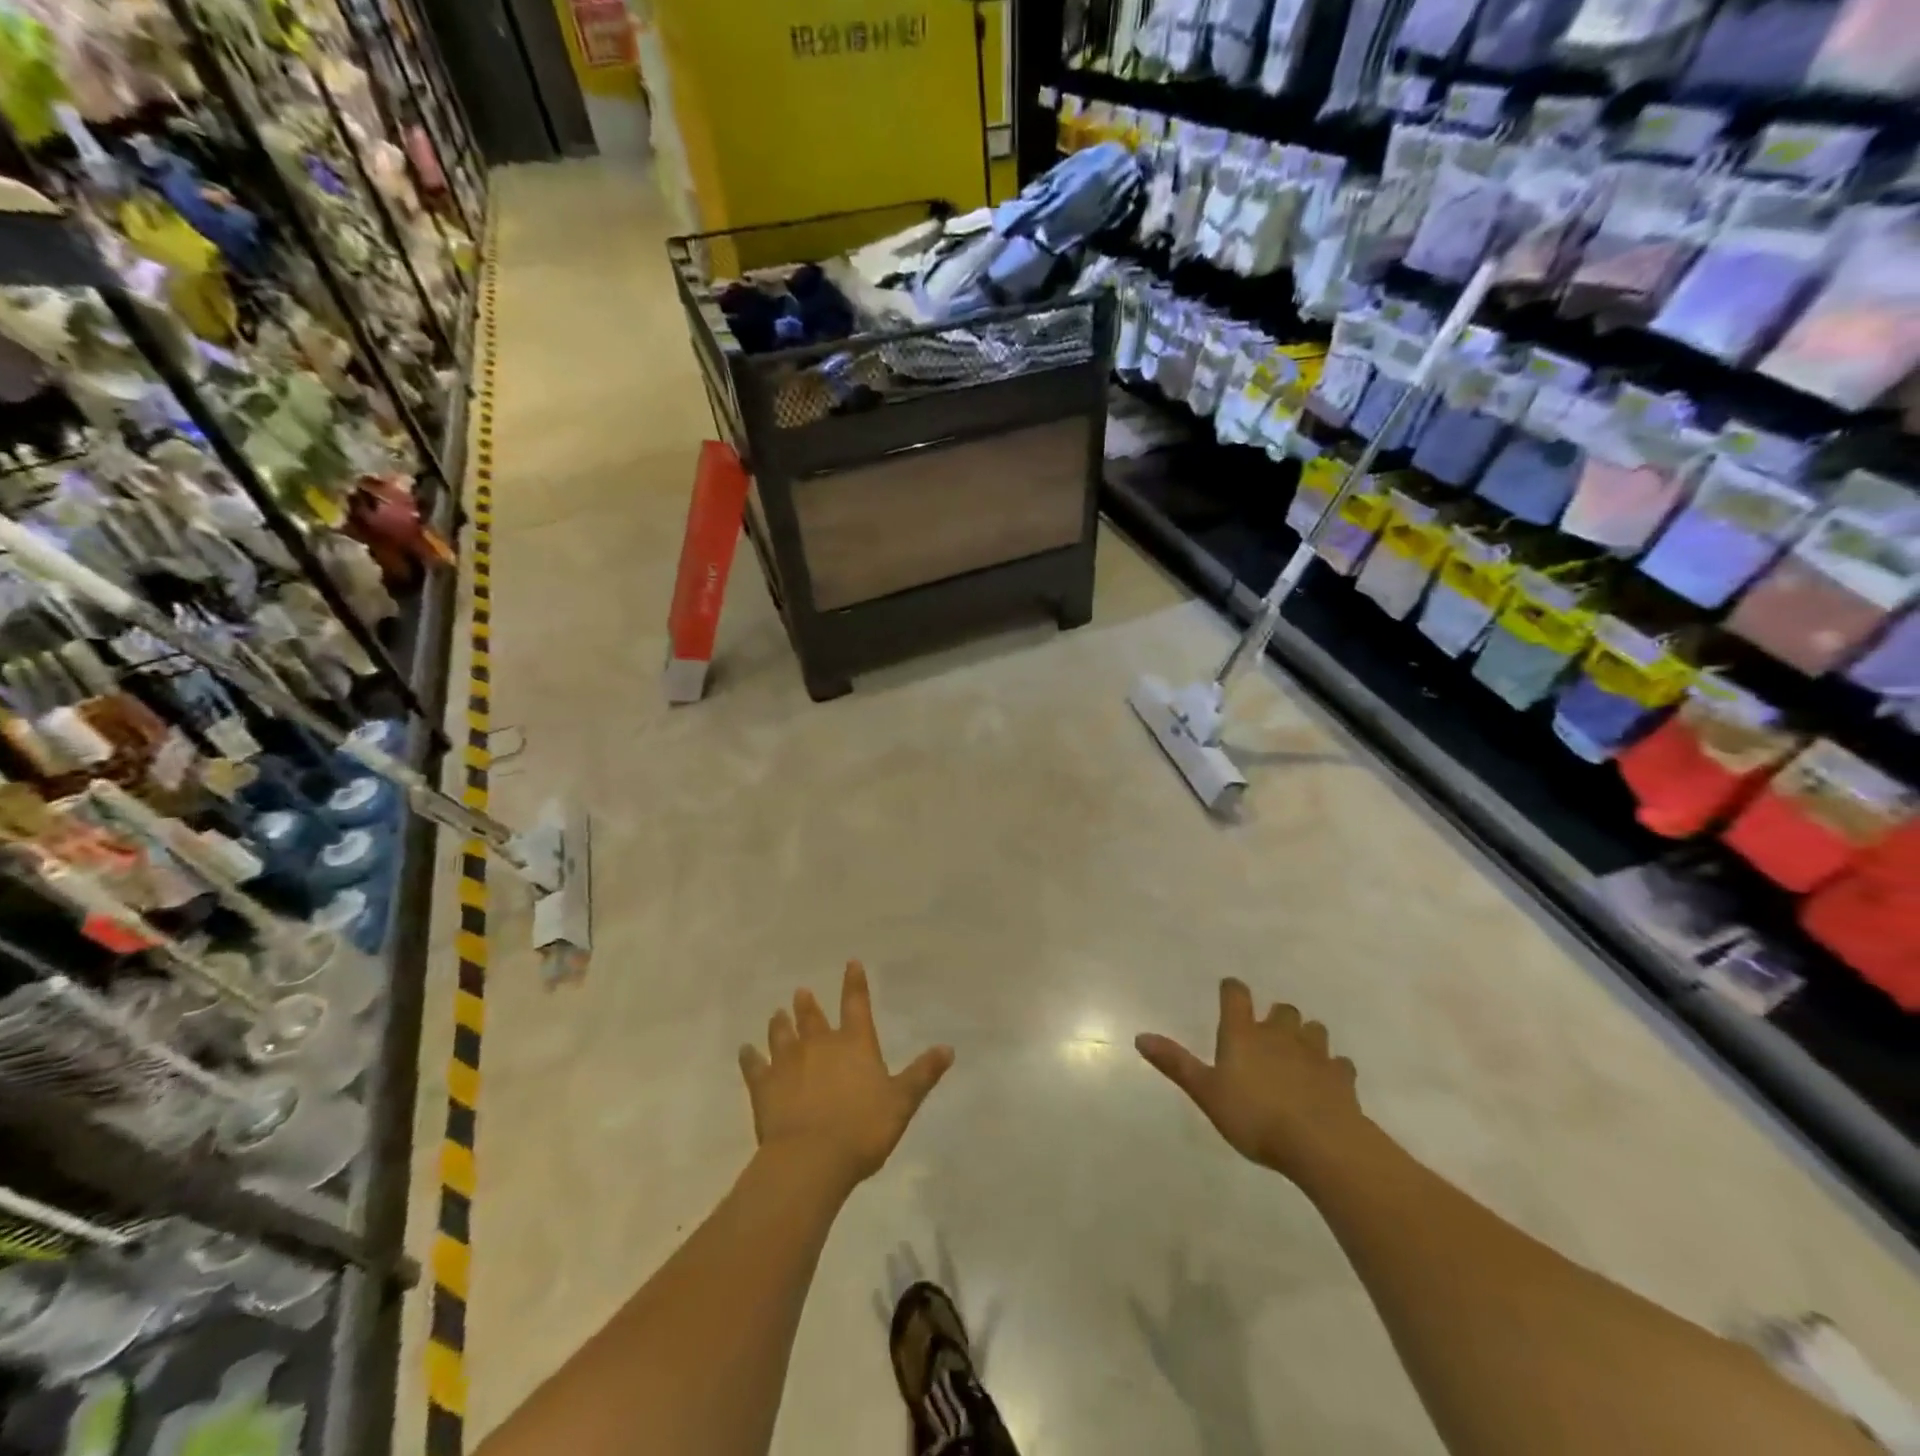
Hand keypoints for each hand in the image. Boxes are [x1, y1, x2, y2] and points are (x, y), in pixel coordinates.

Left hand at [739, 961, 953, 1191]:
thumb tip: (948, 1048)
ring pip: (782, 1035)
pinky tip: (744, 1051)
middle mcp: (820, 1045)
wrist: (811, 1158)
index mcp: (855, 1044)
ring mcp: (788, 1063)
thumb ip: (922, 1074)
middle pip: (813, 1017)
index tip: (851, 963)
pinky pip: (754, 1066)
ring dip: (780, 1024)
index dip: (854, 983)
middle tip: (801, 991)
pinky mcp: (764, 1086)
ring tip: (777, 1013)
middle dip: (809, 1004)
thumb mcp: (902, 1102)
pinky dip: (749, 1058)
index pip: (856, 1004)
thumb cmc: (863, 1128)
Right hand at [1136, 979, 1364, 1180]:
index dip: (1232, 989)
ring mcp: (1315, 1054)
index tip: (1230, 991)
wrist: (1321, 1143)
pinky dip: (1333, 1069)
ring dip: (1307, 1037)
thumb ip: (1176, 1064)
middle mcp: (1279, 1034)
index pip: (1236, 995)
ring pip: (1314, 1030)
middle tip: (1268, 1034)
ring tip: (1299, 1055)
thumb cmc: (1254, 1116)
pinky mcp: (1342, 1078)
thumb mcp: (1206, 1093)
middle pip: (1282, 1009)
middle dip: (1276, 1017)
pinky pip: (1340, 1064)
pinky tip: (1328, 1083)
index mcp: (1243, 1034)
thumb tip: (1140, 1036)